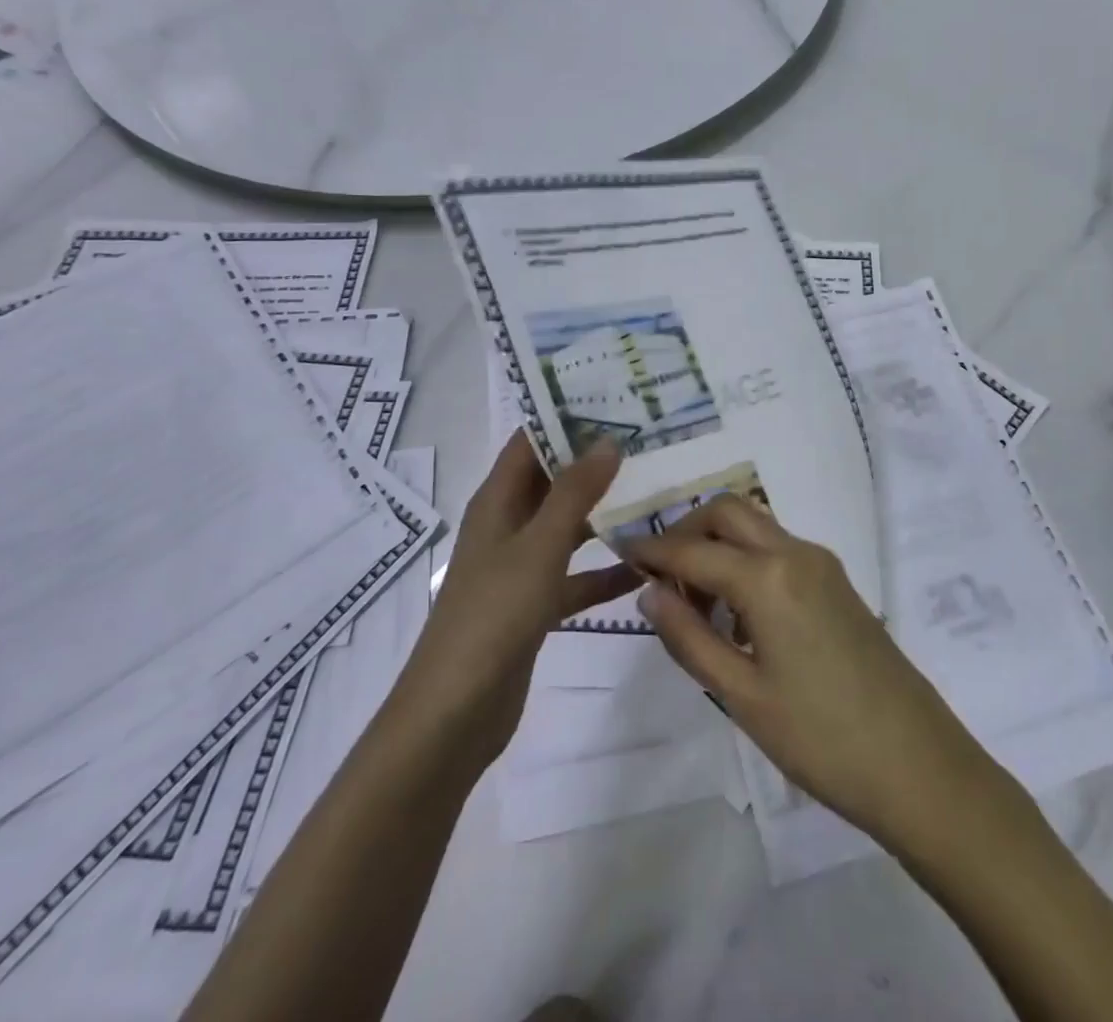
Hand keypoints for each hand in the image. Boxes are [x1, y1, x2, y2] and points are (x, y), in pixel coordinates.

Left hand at [397, 433, 638, 774]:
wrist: (454, 715)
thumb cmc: (493, 616)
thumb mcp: (539, 547)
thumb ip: (574, 493)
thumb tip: (607, 440)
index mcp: (497, 503)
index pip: (529, 442)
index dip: (563, 417)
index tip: (613, 397)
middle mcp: (507, 527)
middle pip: (553, 482)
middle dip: (595, 463)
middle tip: (650, 442)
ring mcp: (521, 568)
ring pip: (569, 528)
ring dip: (606, 515)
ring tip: (658, 494)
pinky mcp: (535, 606)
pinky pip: (576, 576)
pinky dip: (606, 572)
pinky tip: (647, 568)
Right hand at [624, 498, 996, 852]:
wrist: (917, 763)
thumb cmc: (820, 738)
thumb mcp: (741, 695)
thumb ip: (689, 637)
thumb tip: (650, 591)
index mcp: (768, 577)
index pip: (693, 548)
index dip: (653, 550)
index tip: (621, 552)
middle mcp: (796, 552)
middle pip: (729, 512)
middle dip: (688, 529)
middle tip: (661, 577)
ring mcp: (822, 563)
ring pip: (756, 527)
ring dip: (719, 545)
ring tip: (696, 606)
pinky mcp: (837, 582)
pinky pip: (779, 550)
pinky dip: (747, 561)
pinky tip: (738, 615)